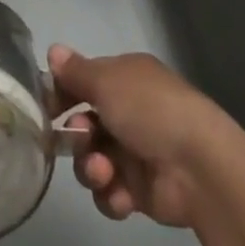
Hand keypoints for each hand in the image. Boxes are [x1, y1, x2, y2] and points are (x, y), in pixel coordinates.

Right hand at [49, 46, 234, 227]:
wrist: (199, 168)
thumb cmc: (150, 111)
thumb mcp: (107, 81)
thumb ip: (76, 71)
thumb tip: (52, 50)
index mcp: (126, 78)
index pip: (84, 81)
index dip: (63, 93)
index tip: (46, 107)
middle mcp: (130, 112)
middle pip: (84, 124)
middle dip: (77, 135)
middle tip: (83, 138)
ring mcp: (135, 152)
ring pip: (91, 160)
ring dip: (91, 168)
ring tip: (105, 172)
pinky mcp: (140, 190)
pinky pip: (109, 192)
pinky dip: (110, 194)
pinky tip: (122, 195)